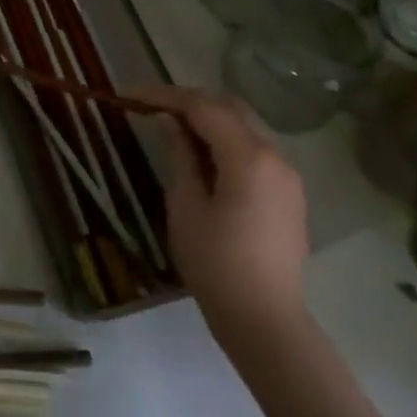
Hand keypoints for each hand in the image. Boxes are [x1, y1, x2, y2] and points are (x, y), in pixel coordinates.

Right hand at [131, 87, 308, 353]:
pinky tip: (200, 150)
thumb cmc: (216, 265)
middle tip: (148, 104)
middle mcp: (275, 155)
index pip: (202, 107)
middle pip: (228, 107)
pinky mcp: (288, 191)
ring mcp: (287, 174)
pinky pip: (254, 147)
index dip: (163, 95)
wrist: (265, 320)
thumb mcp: (186, 206)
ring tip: (169, 123)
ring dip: (207, 116)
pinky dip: (225, 137)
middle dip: (187, 99)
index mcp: (248, 158)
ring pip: (244, 124)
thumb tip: (168, 120)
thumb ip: (179, 155)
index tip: (128, 95)